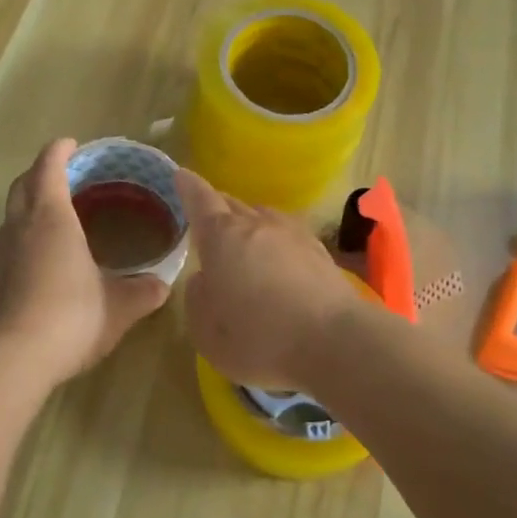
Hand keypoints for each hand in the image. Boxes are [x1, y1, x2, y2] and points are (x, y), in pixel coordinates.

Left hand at [0, 139, 171, 386]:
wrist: (12, 359)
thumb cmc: (71, 317)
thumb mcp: (118, 306)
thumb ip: (142, 292)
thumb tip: (162, 286)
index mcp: (51, 218)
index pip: (48, 167)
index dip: (59, 151)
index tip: (71, 144)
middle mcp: (20, 227)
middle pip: (22, 185)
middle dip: (39, 174)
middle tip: (63, 176)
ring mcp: (0, 255)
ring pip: (11, 216)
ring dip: (28, 207)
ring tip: (54, 217)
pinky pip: (8, 245)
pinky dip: (23, 238)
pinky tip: (42, 260)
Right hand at [175, 169, 355, 390]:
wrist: (335, 342)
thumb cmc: (259, 337)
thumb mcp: (206, 330)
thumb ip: (197, 298)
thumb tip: (205, 278)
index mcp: (222, 236)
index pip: (200, 200)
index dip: (188, 187)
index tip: (181, 175)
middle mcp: (257, 225)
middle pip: (232, 205)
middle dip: (217, 208)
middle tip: (207, 218)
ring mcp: (293, 235)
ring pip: (263, 217)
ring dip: (249, 224)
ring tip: (243, 241)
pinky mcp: (321, 253)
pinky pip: (288, 236)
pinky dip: (276, 243)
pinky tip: (278, 262)